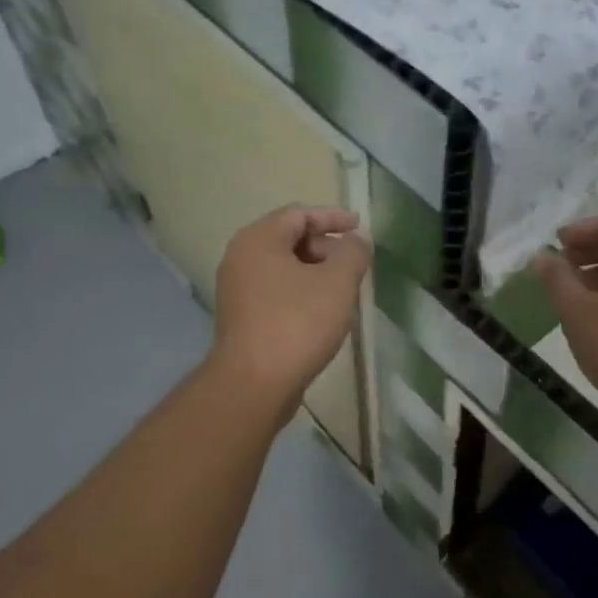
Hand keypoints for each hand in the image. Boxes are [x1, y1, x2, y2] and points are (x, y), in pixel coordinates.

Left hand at [209, 206, 372, 413]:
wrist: (254, 383)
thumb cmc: (298, 323)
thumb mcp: (338, 282)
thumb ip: (353, 253)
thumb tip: (356, 243)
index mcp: (259, 240)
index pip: (299, 214)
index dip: (333, 217)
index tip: (360, 227)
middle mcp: (241, 258)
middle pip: (289, 239)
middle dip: (326, 247)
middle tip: (354, 264)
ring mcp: (237, 290)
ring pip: (284, 269)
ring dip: (316, 273)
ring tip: (344, 289)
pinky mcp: (242, 318)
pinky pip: (276, 293)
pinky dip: (301, 293)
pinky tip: (323, 314)